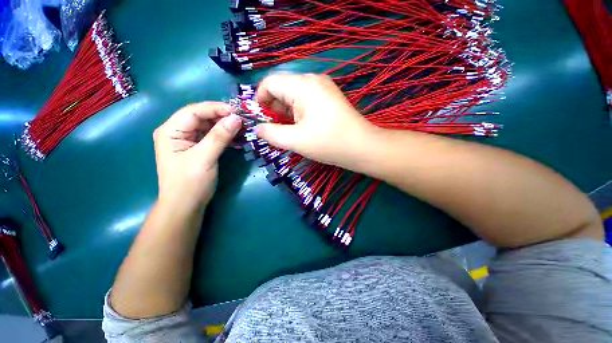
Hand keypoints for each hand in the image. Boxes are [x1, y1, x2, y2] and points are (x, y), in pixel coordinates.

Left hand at [153, 102, 241, 210]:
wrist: (186, 206)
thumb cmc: (190, 183)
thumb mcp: (204, 158)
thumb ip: (219, 137)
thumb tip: (237, 118)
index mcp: (171, 130)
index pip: (194, 111)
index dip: (216, 108)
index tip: (237, 112)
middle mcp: (178, 131)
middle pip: (202, 117)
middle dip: (222, 116)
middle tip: (243, 119)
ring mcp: (188, 140)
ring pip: (209, 126)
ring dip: (225, 126)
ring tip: (243, 127)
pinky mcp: (198, 148)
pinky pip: (213, 136)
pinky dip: (225, 135)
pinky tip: (237, 136)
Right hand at [255, 73, 375, 167]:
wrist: (362, 147)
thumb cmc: (329, 143)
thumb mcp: (295, 141)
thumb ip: (271, 133)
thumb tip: (257, 129)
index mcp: (303, 85)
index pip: (270, 82)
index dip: (259, 100)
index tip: (260, 120)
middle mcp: (313, 80)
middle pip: (282, 88)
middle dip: (274, 109)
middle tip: (276, 130)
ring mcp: (323, 88)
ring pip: (293, 96)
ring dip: (286, 113)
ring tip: (290, 132)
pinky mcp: (328, 98)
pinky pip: (305, 101)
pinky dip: (298, 114)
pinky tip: (301, 128)